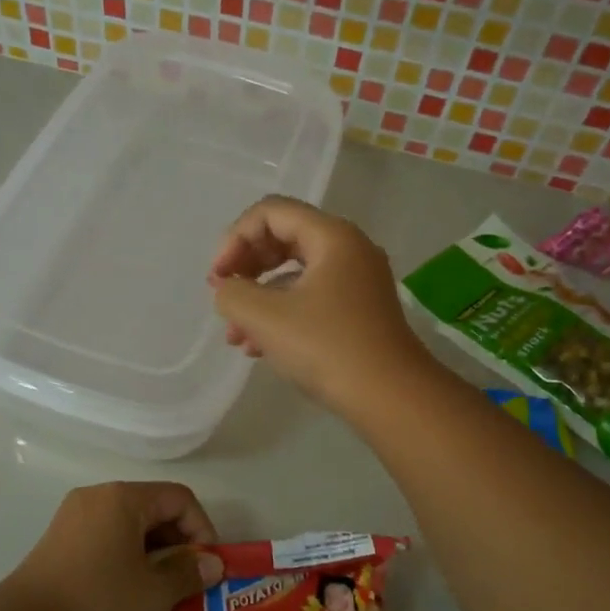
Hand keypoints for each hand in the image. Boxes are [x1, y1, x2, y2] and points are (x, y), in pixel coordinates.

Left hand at [7, 482, 224, 610]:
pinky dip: (126, 557)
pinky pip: (105, 538)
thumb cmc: (98, 601)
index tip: (206, 567)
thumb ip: (189, 573)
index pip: (179, 499)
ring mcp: (73, 516)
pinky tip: (127, 592)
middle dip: (177, 544)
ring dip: (152, 553)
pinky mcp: (58, 540)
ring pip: (129, 526)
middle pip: (153, 508)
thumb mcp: (155, 592)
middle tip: (187, 582)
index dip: (202, 529)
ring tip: (160, 592)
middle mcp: (98, 496)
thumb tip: (212, 565)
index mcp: (124, 498)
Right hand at [209, 196, 432, 416]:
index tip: (218, 279)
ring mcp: (357, 281)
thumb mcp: (266, 318)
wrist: (391, 398)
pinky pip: (310, 298)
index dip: (234, 239)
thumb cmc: (327, 348)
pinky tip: (259, 349)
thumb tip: (227, 289)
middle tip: (225, 299)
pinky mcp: (359, 311)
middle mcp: (349, 249)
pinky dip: (281, 315)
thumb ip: (232, 294)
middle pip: (282, 239)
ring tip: (236, 337)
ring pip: (294, 274)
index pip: (270, 212)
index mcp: (332, 236)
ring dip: (258, 299)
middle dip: (245, 268)